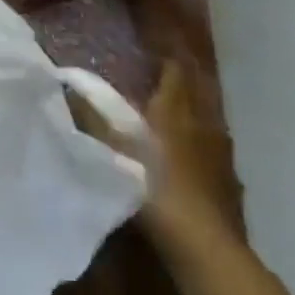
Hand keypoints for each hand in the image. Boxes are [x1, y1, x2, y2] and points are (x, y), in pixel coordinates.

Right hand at [76, 57, 244, 253]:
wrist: (201, 243)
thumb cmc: (153, 187)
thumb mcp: (113, 150)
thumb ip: (92, 118)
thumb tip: (69, 87)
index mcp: (173, 112)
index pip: (175, 73)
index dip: (166, 59)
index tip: (153, 51)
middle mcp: (199, 124)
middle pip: (194, 92)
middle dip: (180, 82)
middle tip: (159, 76)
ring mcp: (218, 153)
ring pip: (205, 119)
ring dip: (190, 111)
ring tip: (170, 112)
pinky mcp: (225, 180)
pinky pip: (211, 147)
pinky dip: (199, 142)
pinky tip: (188, 155)